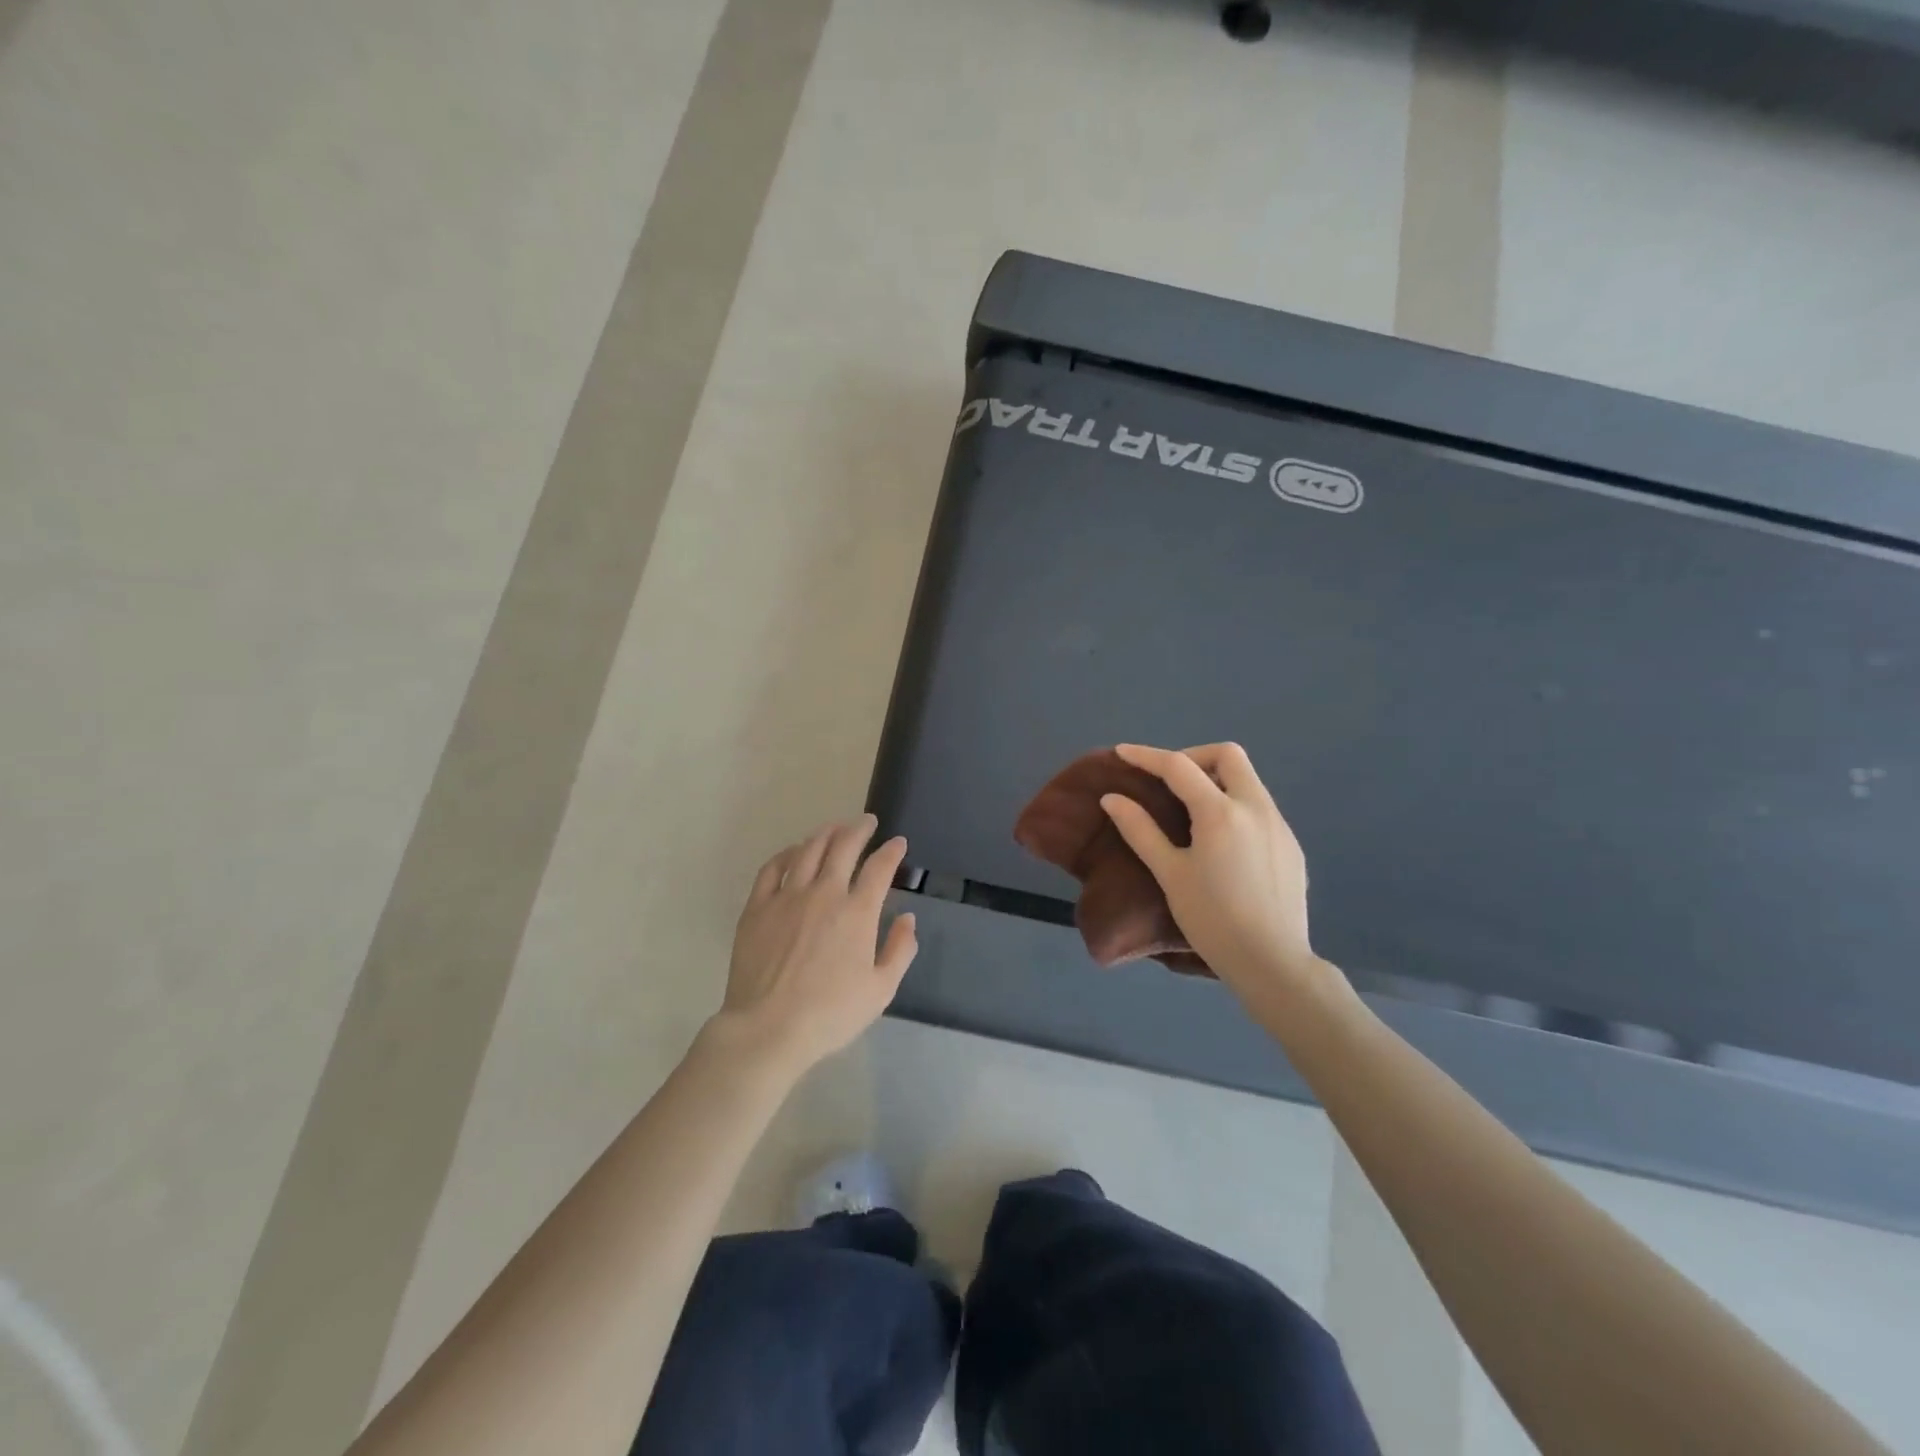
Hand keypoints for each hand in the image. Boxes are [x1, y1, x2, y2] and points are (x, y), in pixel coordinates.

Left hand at [714, 815, 916, 1077]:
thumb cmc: (831, 1014)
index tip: (898, 843)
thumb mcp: (881, 990)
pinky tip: (795, 851)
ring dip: (826, 833)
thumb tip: (908, 919)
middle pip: (844, 847)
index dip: (892, 851)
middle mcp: (825, 893)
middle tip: (867, 822)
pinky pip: (773, 867)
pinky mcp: (758, 906)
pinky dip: (788, 853)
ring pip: (809, 849)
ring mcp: (788, 896)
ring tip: (835, 828)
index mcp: (858, 912)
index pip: (880, 868)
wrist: (769, 1028)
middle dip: (859, 829)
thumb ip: (900, 950)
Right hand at [1099, 743, 1332, 1012]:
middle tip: (1169, 782)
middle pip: (1228, 756)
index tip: (1122, 753)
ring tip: (1191, 810)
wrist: (1272, 962)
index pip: (1179, 767)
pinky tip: (1222, 840)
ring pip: (1248, 780)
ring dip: (1217, 780)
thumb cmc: (1212, 919)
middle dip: (1194, 757)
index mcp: (1221, 812)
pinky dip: (1235, 804)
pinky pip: (1260, 806)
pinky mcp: (1291, 844)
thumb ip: (1140, 830)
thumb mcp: (1170, 874)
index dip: (1147, 756)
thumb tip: (1112, 798)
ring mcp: (1279, 824)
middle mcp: (1256, 807)